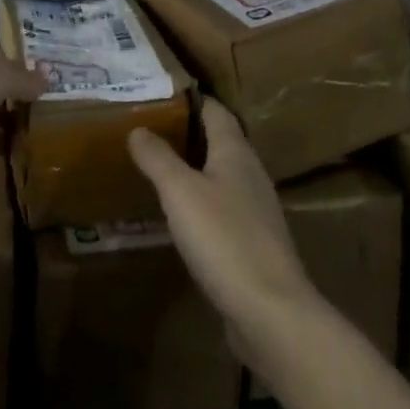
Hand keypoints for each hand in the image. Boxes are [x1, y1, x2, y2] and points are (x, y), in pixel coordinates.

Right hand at [128, 98, 315, 349]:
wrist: (272, 313)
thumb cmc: (224, 239)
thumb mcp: (180, 192)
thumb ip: (158, 157)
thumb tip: (137, 128)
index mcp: (236, 152)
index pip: (215, 111)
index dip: (190, 100)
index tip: (159, 95)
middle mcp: (250, 174)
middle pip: (219, 141)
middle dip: (187, 133)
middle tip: (148, 130)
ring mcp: (256, 211)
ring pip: (221, 176)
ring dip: (193, 170)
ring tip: (158, 169)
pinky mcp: (254, 244)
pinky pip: (223, 209)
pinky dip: (201, 203)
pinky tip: (180, 217)